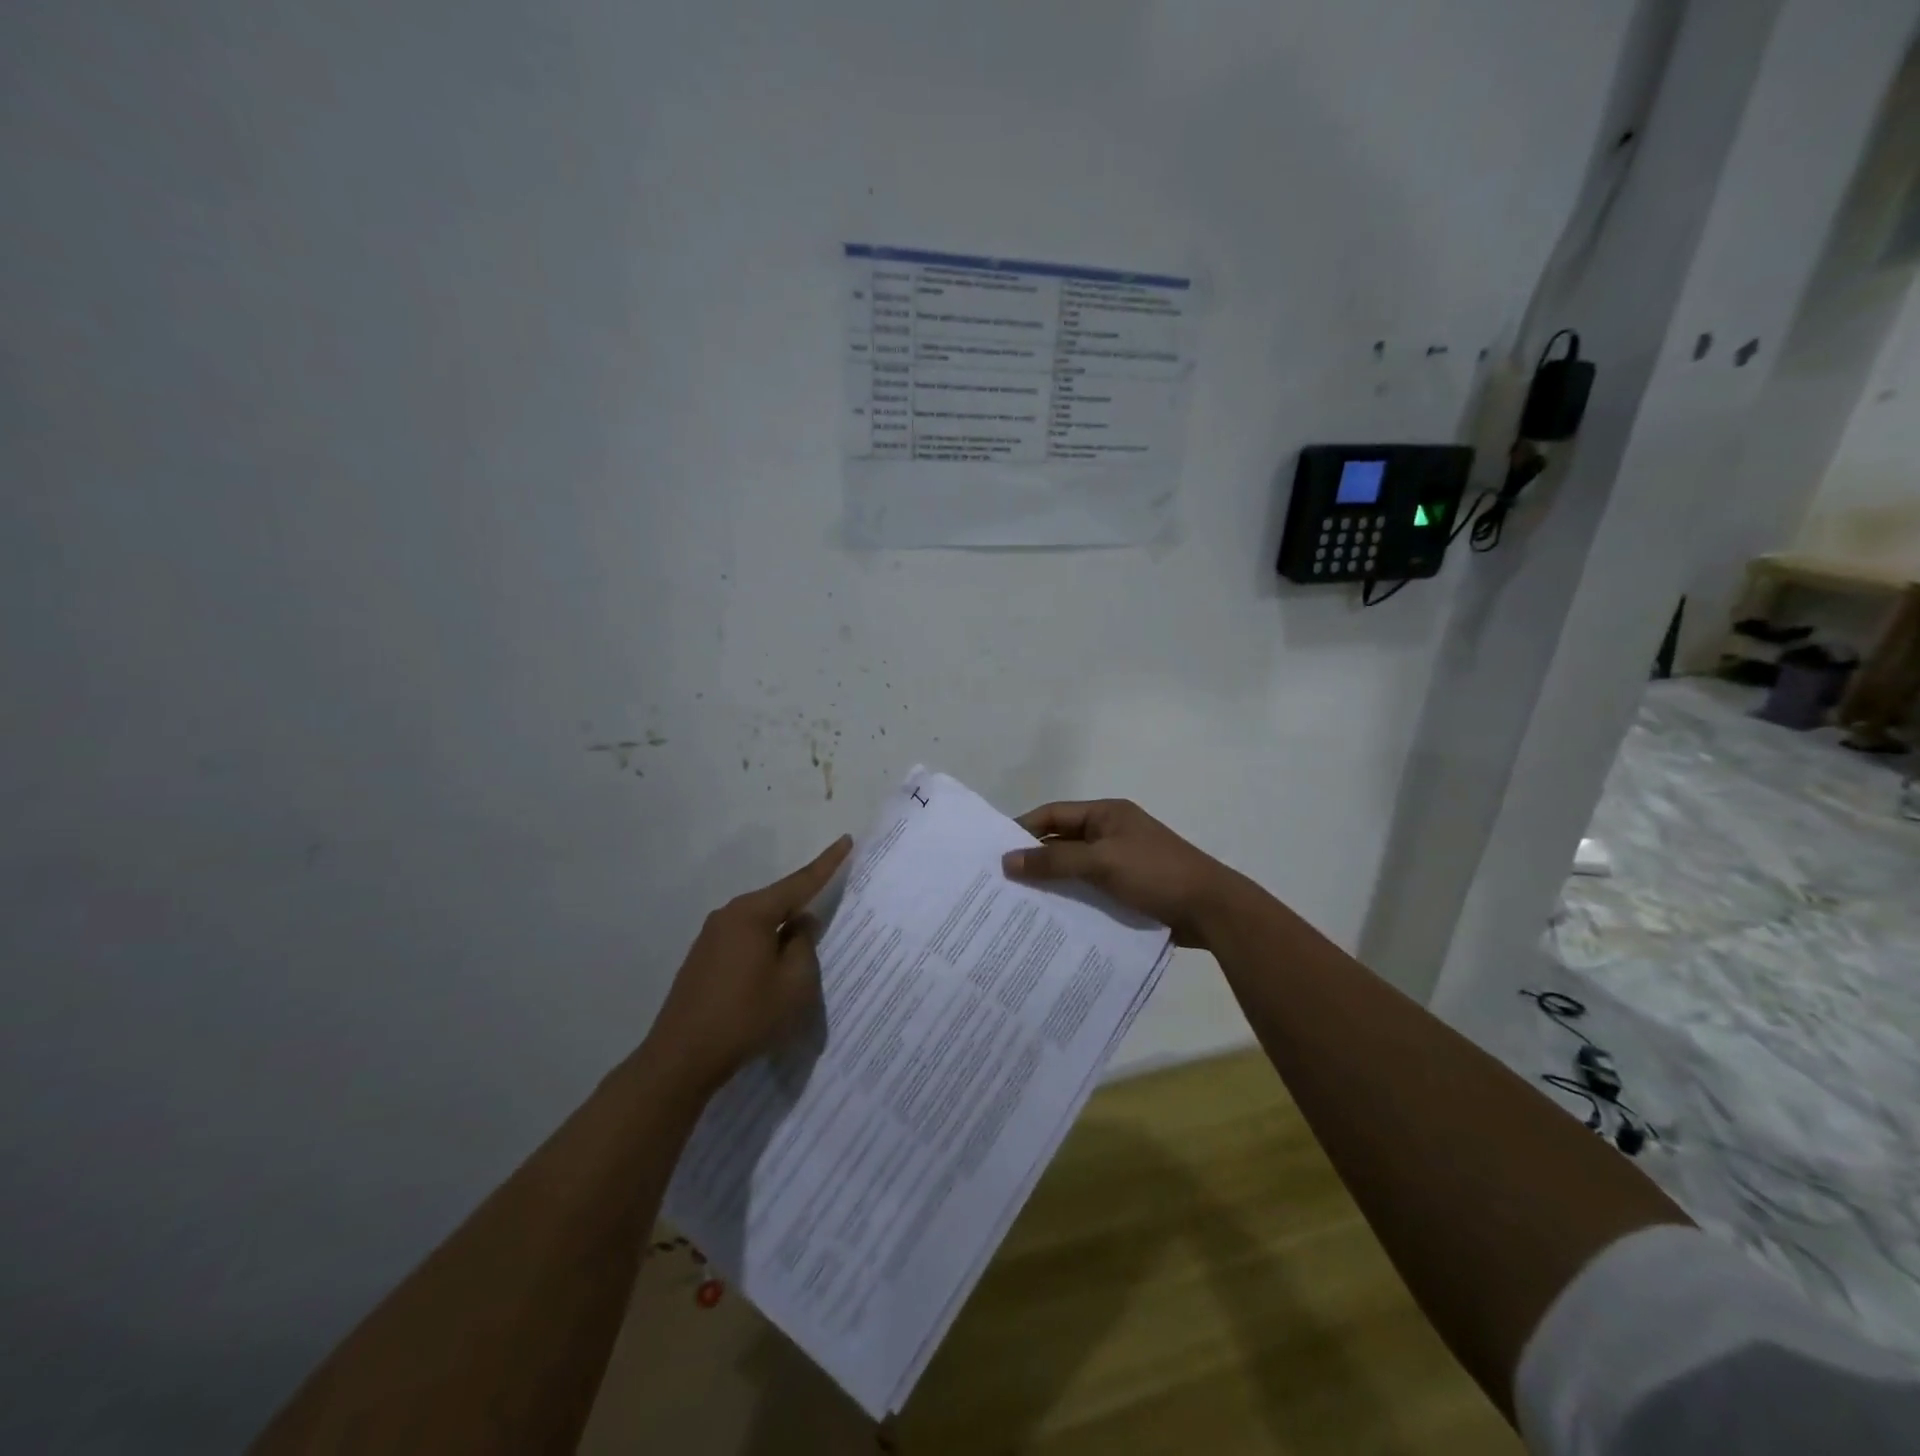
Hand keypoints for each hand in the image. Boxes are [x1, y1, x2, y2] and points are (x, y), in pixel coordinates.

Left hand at [643, 836, 852, 1095]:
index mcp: (752, 914)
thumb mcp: (794, 984)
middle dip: (803, 908)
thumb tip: (801, 924)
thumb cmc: (746, 1016)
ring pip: (760, 924)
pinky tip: (770, 975)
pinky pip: (744, 941)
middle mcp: (728, 916)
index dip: (827, 863)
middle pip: (777, 902)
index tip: (845, 840)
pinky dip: (764, 950)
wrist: (681, 1058)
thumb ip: (804, 946)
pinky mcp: (702, 960)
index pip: (799, 882)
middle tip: (830, 914)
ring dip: (781, 935)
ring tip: (801, 959)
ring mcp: (710, 938)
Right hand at [1001, 800, 1246, 947]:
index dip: (1024, 828)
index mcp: (1107, 814)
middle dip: (1033, 858)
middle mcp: (1111, 833)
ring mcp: (1120, 862)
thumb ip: (1054, 860)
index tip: (994, 849)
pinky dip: (1071, 898)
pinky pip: (1089, 889)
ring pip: (1074, 868)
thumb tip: (1007, 861)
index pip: (1055, 814)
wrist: (1211, 910)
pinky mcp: (1128, 889)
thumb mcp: (1102, 862)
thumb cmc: (1155, 874)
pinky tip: (1050, 917)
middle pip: (1062, 840)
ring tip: (1017, 902)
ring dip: (1051, 881)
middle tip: (999, 880)